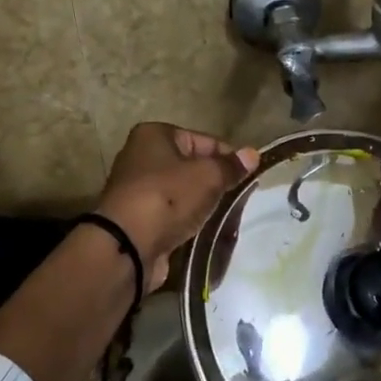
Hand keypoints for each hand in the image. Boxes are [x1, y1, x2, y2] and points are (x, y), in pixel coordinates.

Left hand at [95, 123, 258, 290]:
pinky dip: (189, 222)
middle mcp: (142, 157)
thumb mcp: (208, 176)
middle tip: (239, 198)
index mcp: (154, 135)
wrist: (128, 245)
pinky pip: (173, 215)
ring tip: (227, 217)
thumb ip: (231, 166)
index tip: (249, 176)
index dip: (228, 157)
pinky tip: (206, 231)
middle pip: (192, 167)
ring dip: (204, 205)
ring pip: (183, 193)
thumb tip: (252, 154)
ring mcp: (138, 190)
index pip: (203, 140)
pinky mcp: (139, 219)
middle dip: (216, 183)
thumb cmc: (168, 197)